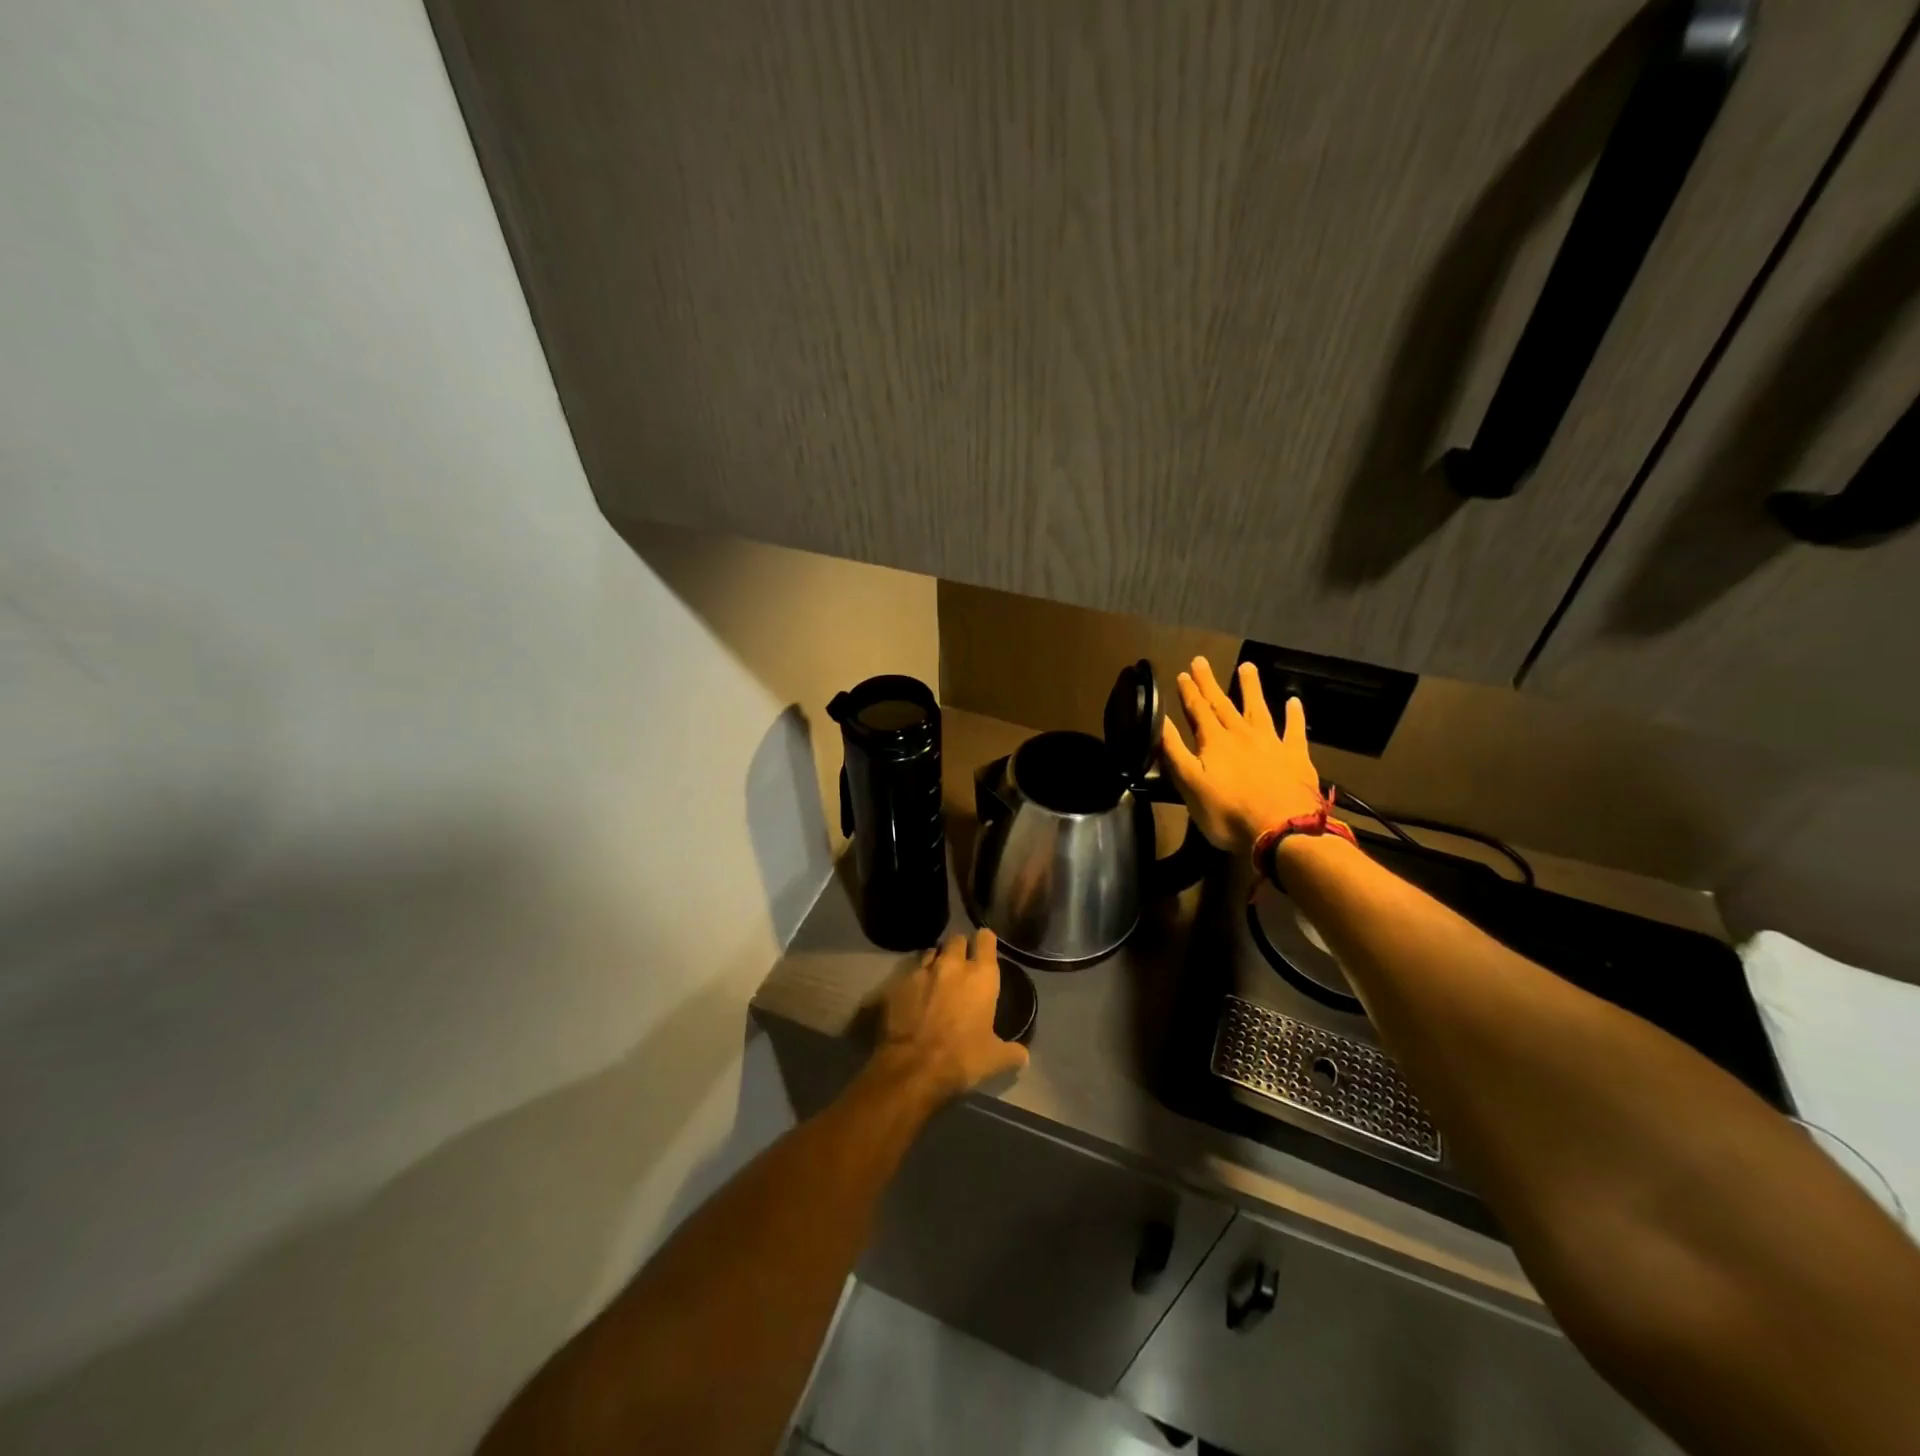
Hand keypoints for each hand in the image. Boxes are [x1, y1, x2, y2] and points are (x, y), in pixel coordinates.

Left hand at [873, 929, 1028, 1101]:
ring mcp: (923, 970)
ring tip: (939, 976)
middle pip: (957, 939)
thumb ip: (1012, 1052)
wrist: (913, 1065)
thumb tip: (1024, 1055)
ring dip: (938, 960)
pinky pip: (912, 970)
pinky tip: (917, 993)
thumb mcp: (995, 1059)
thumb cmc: (962, 1057)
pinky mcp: (900, 982)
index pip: (986, 939)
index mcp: (981, 976)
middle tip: (962, 964)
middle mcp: (953, 964)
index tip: (985, 947)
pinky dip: (917, 977)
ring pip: (933, 951)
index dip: (986, 941)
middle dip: (961, 947)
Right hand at [1160, 658, 1324, 854]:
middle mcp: (1241, 734)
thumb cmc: (1228, 812)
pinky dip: (1294, 714)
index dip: (1189, 692)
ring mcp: (1271, 743)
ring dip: (1250, 687)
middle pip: (1223, 703)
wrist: (1282, 829)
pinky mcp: (1295, 756)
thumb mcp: (1189, 784)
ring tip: (1246, 666)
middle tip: (1201, 661)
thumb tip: (1159, 721)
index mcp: (1214, 741)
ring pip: (1258, 708)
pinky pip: (1294, 730)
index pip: (1197, 710)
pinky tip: (1293, 701)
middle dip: (1210, 683)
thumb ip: (1173, 751)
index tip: (1182, 674)